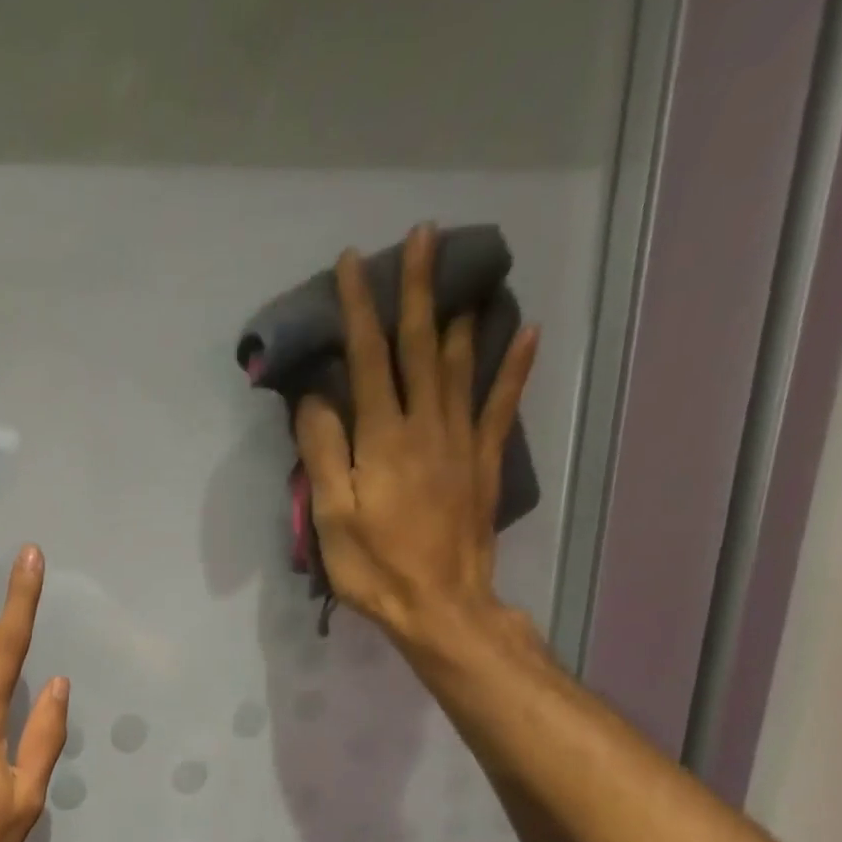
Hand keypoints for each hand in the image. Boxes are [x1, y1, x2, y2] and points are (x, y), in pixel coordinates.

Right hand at [295, 222, 539, 656]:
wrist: (440, 605)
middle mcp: (425, 425)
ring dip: (458, 313)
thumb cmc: (376, 567)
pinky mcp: (484, 462)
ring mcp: (461, 441)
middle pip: (419, 346)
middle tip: (423, 235)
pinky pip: (501, 405)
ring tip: (463, 272)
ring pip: (460, 364)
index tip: (352, 264)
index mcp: (383, 439)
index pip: (368, 359)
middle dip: (417, 289)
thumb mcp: (333, 517)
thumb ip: (325, 453)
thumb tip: (315, 396)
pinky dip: (514, 366)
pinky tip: (526, 331)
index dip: (359, 310)